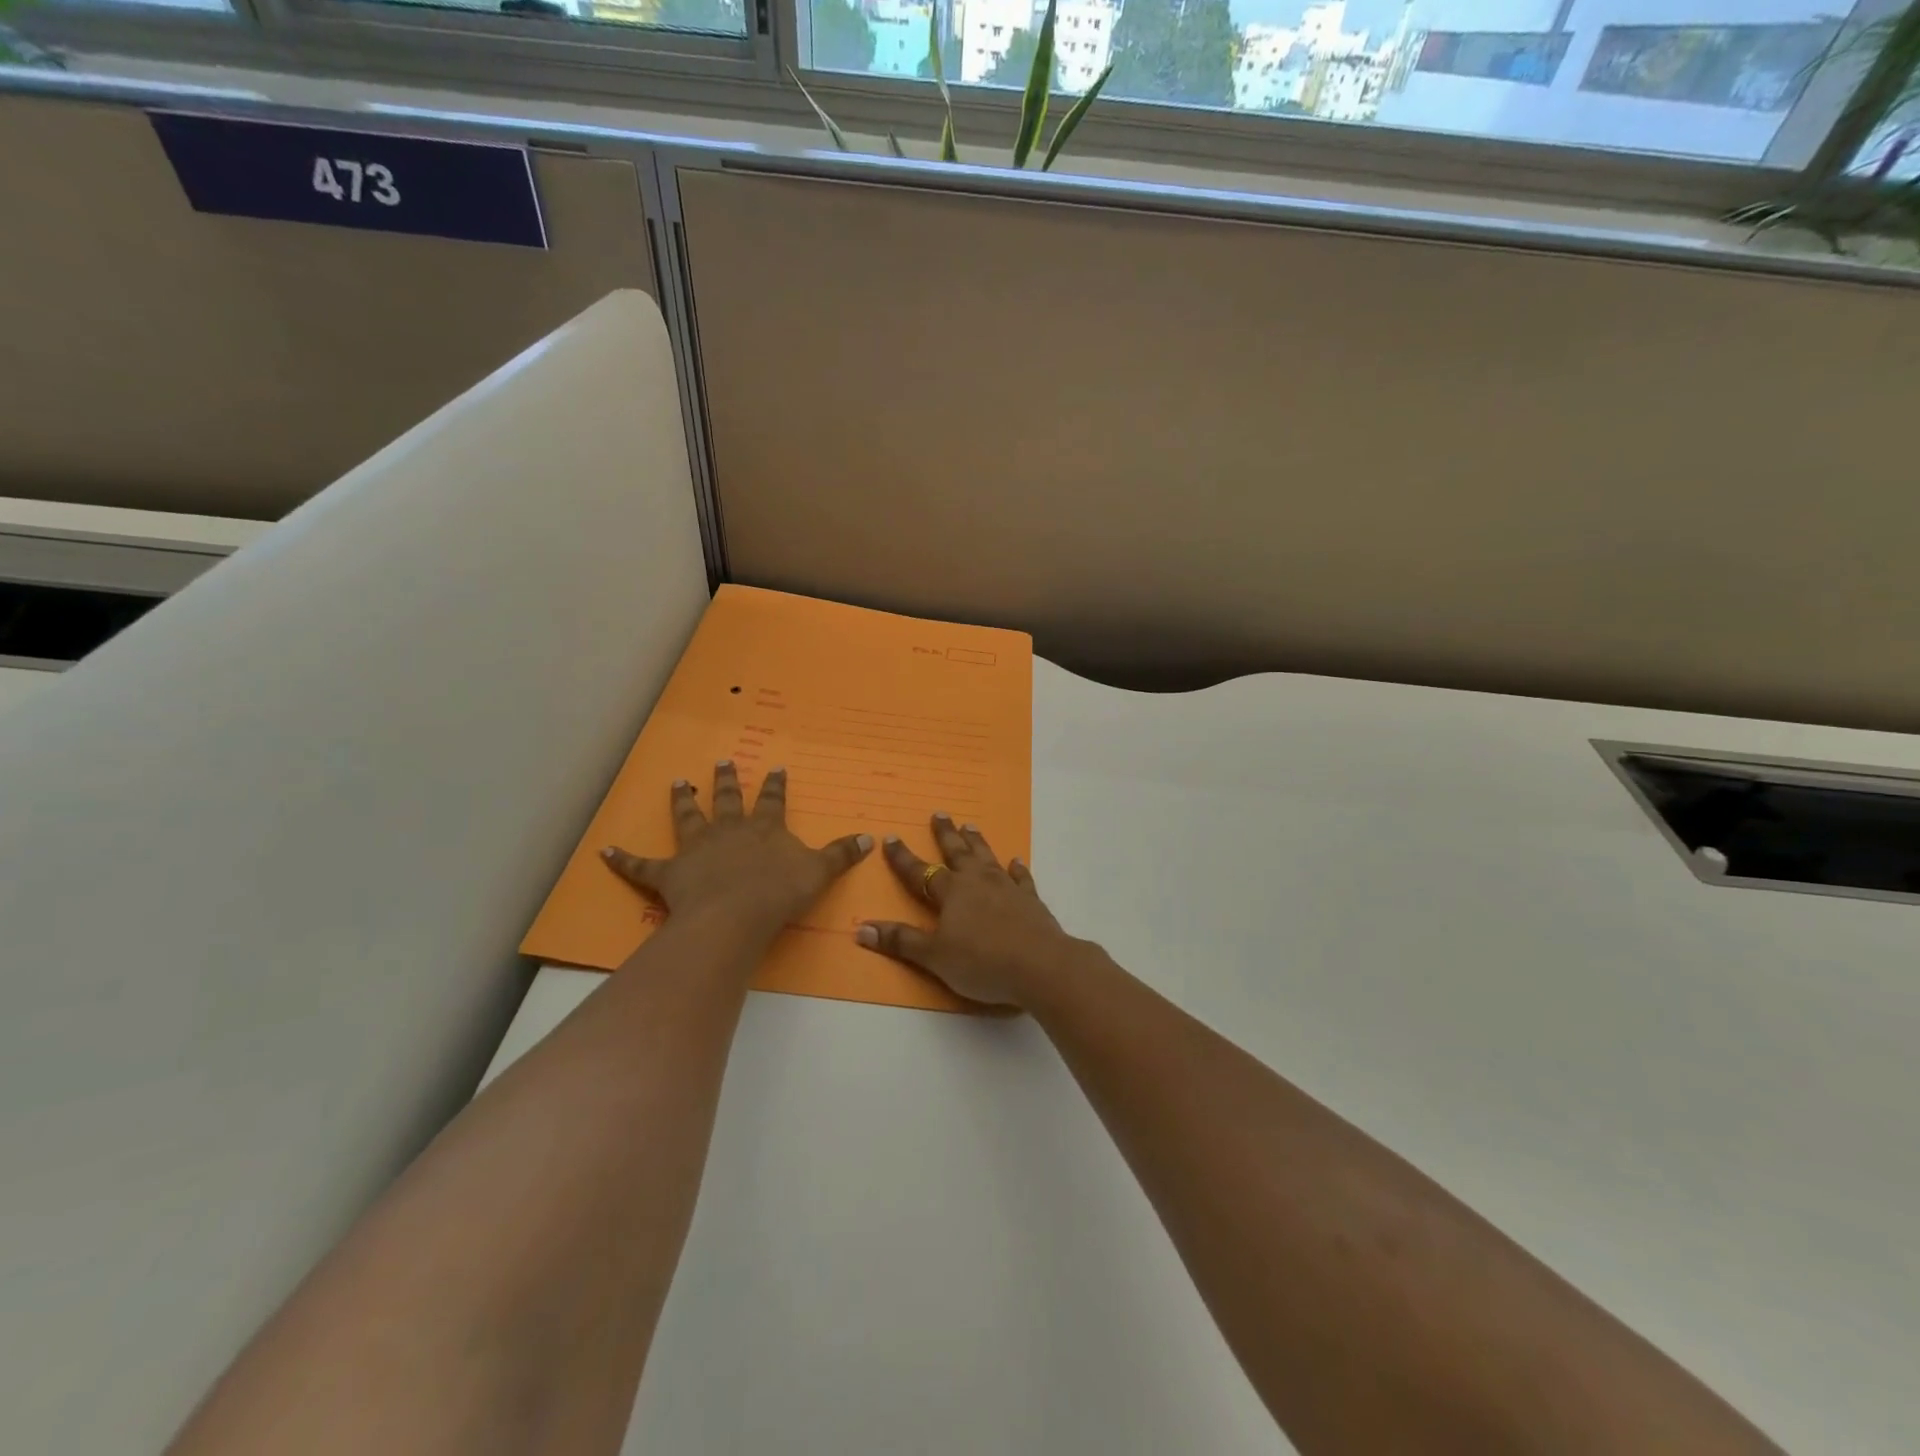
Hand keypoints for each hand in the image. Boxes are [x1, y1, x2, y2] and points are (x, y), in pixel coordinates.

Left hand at [602, 762, 872, 936]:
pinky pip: (642, 866)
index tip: (776, 768)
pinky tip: (605, 851)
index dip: (776, 785)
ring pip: (688, 818)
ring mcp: (697, 849)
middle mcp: (729, 830)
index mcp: (764, 828)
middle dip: (727, 781)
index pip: (773, 801)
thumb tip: (870, 838)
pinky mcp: (669, 874)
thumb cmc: (779, 893)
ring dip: (682, 801)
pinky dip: (623, 859)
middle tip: (723, 762)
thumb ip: (842, 855)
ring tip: (678, 783)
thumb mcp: (819, 873)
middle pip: (728, 800)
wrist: (735, 915)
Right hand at [856, 813, 1080, 1008]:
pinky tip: (1016, 861)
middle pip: (958, 853)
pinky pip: (1022, 878)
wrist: (1041, 966)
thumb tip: (861, 928)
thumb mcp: (935, 957)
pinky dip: (1017, 869)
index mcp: (952, 892)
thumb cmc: (982, 962)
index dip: (903, 857)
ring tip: (971, 826)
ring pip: (988, 858)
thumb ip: (901, 941)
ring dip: (977, 842)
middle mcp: (978, 882)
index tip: (890, 837)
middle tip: (940, 813)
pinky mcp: (1031, 900)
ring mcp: (1007, 888)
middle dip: (946, 834)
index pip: (920, 872)